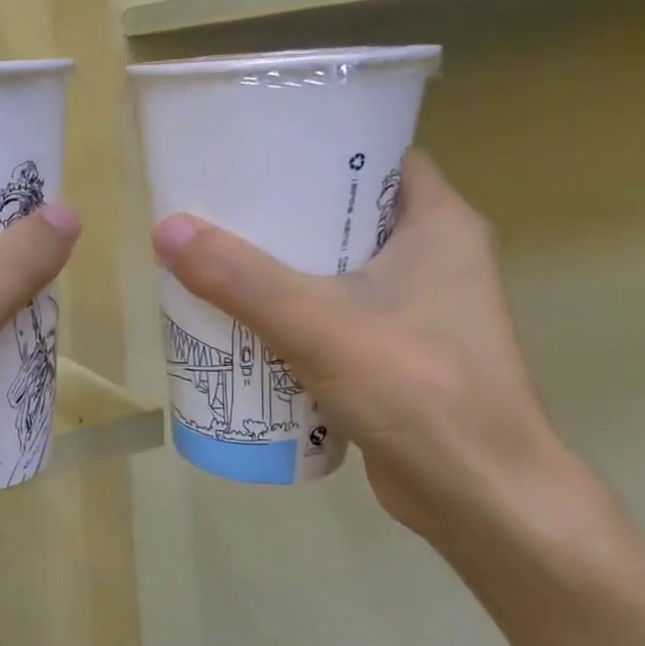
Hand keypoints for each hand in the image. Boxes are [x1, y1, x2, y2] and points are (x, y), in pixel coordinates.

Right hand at [151, 150, 571, 549]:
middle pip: (345, 214)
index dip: (319, 147)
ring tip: (213, 257)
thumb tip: (166, 230)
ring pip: (334, 269)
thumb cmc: (419, 391)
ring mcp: (415, 310)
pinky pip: (331, 315)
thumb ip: (242, 280)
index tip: (256, 151)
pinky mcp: (394, 355)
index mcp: (439, 225)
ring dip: (280, 267)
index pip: (378, 157)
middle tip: (216, 207)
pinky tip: (240, 320)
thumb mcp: (320, 326)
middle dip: (281, 212)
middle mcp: (433, 258)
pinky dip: (290, 314)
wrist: (478, 498)